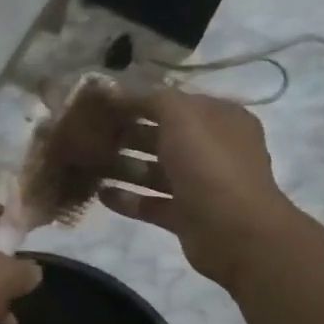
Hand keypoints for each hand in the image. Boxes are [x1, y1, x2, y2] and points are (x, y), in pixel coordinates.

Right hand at [99, 89, 290, 285]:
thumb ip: (152, 99)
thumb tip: (122, 92)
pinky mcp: (186, 216)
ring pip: (155, 171)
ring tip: (89, 163)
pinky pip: (151, 203)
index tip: (104, 102)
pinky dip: (127, 199)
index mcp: (221, 119)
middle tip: (90, 134)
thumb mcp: (181, 116)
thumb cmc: (209, 163)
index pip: (177, 102)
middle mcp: (213, 150)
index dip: (142, 100)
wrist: (234, 231)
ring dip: (124, 166)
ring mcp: (200, 185)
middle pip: (164, 137)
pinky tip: (100, 194)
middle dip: (128, 134)